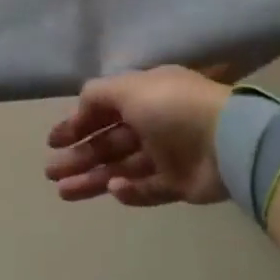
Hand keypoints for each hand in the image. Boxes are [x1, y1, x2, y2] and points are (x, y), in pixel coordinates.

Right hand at [45, 66, 233, 206]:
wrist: (228, 140)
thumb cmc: (172, 107)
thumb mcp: (128, 87)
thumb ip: (97, 95)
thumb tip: (79, 109)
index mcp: (144, 96)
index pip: (103, 111)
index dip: (76, 124)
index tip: (53, 141)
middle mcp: (153, 123)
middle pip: (108, 143)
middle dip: (79, 156)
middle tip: (51, 172)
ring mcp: (167, 155)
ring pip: (121, 168)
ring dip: (93, 178)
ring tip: (63, 192)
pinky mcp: (180, 184)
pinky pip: (147, 188)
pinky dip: (128, 191)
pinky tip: (113, 190)